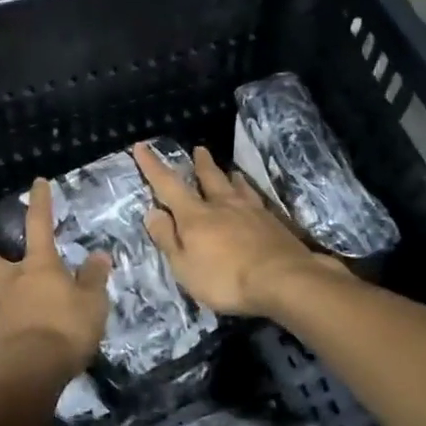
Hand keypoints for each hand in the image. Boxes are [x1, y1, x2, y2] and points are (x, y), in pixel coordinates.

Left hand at [0, 178, 110, 387]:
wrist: (28, 373)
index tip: (37, 183)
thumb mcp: (92, 303)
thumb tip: (99, 254)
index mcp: (38, 265)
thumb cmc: (64, 330)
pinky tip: (16, 327)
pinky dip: (4, 318)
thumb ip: (94, 278)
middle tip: (2, 260)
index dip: (40, 202)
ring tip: (9, 296)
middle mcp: (11, 279)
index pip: (39, 223)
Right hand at [133, 142, 338, 316]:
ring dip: (228, 176)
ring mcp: (251, 211)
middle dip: (201, 164)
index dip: (152, 166)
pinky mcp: (273, 223)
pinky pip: (256, 199)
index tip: (141, 146)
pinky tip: (254, 198)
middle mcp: (222, 205)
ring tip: (229, 171)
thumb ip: (167, 238)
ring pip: (236, 186)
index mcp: (195, 215)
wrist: (284, 279)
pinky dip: (249, 193)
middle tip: (199, 149)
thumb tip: (153, 212)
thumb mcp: (184, 266)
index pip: (168, 185)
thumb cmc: (225, 278)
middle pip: (209, 178)